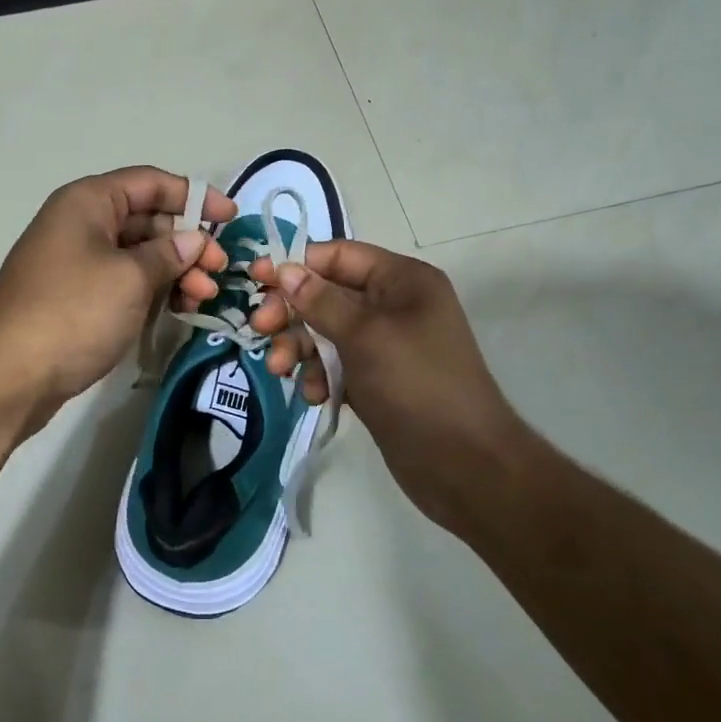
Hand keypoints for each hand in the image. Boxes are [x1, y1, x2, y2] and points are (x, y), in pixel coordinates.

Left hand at [0, 167, 233, 429]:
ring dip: (176, 271)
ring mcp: (77, 261)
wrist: (6, 377)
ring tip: (203, 298)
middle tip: (219, 271)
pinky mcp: (78, 296)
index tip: (231, 219)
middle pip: (148, 219)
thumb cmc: (72, 313)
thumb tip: (195, 240)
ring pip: (139, 254)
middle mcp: (81, 223)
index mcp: (89, 202)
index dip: (195, 196)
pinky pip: (125, 281)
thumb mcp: (130, 278)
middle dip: (188, 242)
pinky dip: (154, 290)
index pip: (151, 182)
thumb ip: (169, 254)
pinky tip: (179, 310)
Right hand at [249, 241, 520, 526]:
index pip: (339, 256)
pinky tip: (313, 395)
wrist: (464, 465)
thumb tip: (286, 268)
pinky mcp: (376, 379)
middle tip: (260, 328)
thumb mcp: (366, 336)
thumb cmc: (417, 385)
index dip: (297, 264)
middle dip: (292, 311)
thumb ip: (321, 301)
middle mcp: (393, 305)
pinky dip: (319, 375)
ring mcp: (385, 345)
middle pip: (327, 293)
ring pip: (326, 331)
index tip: (256, 278)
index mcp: (402, 280)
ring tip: (279, 368)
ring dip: (298, 346)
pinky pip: (336, 365)